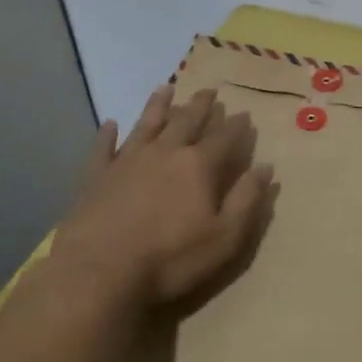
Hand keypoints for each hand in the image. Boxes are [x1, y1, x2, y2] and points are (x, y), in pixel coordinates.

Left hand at [49, 85, 276, 317]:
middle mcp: (165, 153)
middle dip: (201, 105)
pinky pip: (103, 148)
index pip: (224, 138)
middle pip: (187, 121)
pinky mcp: (95, 177)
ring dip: (158, 105)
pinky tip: (110, 123)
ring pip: (147, 124)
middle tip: (210, 89)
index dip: (237, 126)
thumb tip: (265, 168)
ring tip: (166, 88)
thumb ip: (247, 199)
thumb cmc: (170, 259)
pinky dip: (107, 134)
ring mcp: (127, 161)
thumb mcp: (225, 236)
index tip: (245, 113)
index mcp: (198, 166)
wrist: (98, 273)